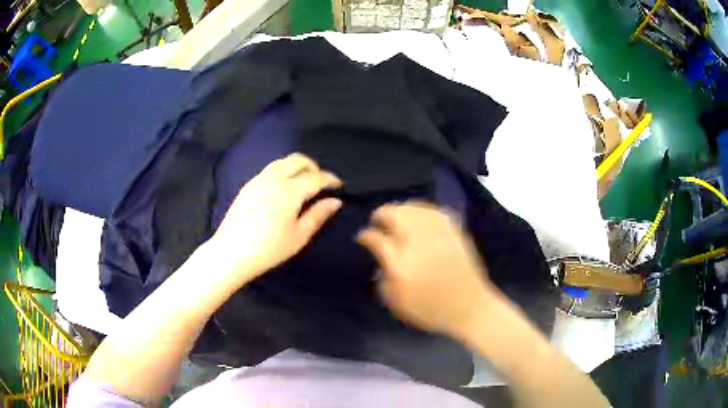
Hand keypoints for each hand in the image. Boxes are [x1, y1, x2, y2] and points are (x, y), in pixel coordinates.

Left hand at [209, 153, 342, 283]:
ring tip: (303, 182)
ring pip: (282, 162)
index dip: (330, 179)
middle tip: (321, 182)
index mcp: (289, 191)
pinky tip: (283, 188)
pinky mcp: (248, 185)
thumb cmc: (269, 249)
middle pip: (298, 160)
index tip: (339, 184)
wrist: (232, 253)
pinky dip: (283, 171)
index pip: (315, 177)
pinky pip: (270, 169)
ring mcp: (258, 180)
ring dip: (297, 166)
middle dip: (313, 166)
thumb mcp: (298, 236)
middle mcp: (274, 178)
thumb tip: (335, 201)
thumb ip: (318, 215)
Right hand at [357, 201, 496, 336]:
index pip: (375, 238)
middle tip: (377, 222)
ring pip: (414, 208)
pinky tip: (419, 215)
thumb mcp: (397, 303)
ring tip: (396, 216)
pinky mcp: (453, 231)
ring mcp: (437, 234)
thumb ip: (382, 280)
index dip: (365, 236)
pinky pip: (434, 211)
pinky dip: (422, 210)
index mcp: (399, 262)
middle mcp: (417, 242)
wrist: (469, 307)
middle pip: (394, 214)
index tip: (363, 238)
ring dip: (400, 209)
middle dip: (381, 214)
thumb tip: (380, 262)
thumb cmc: (430, 310)